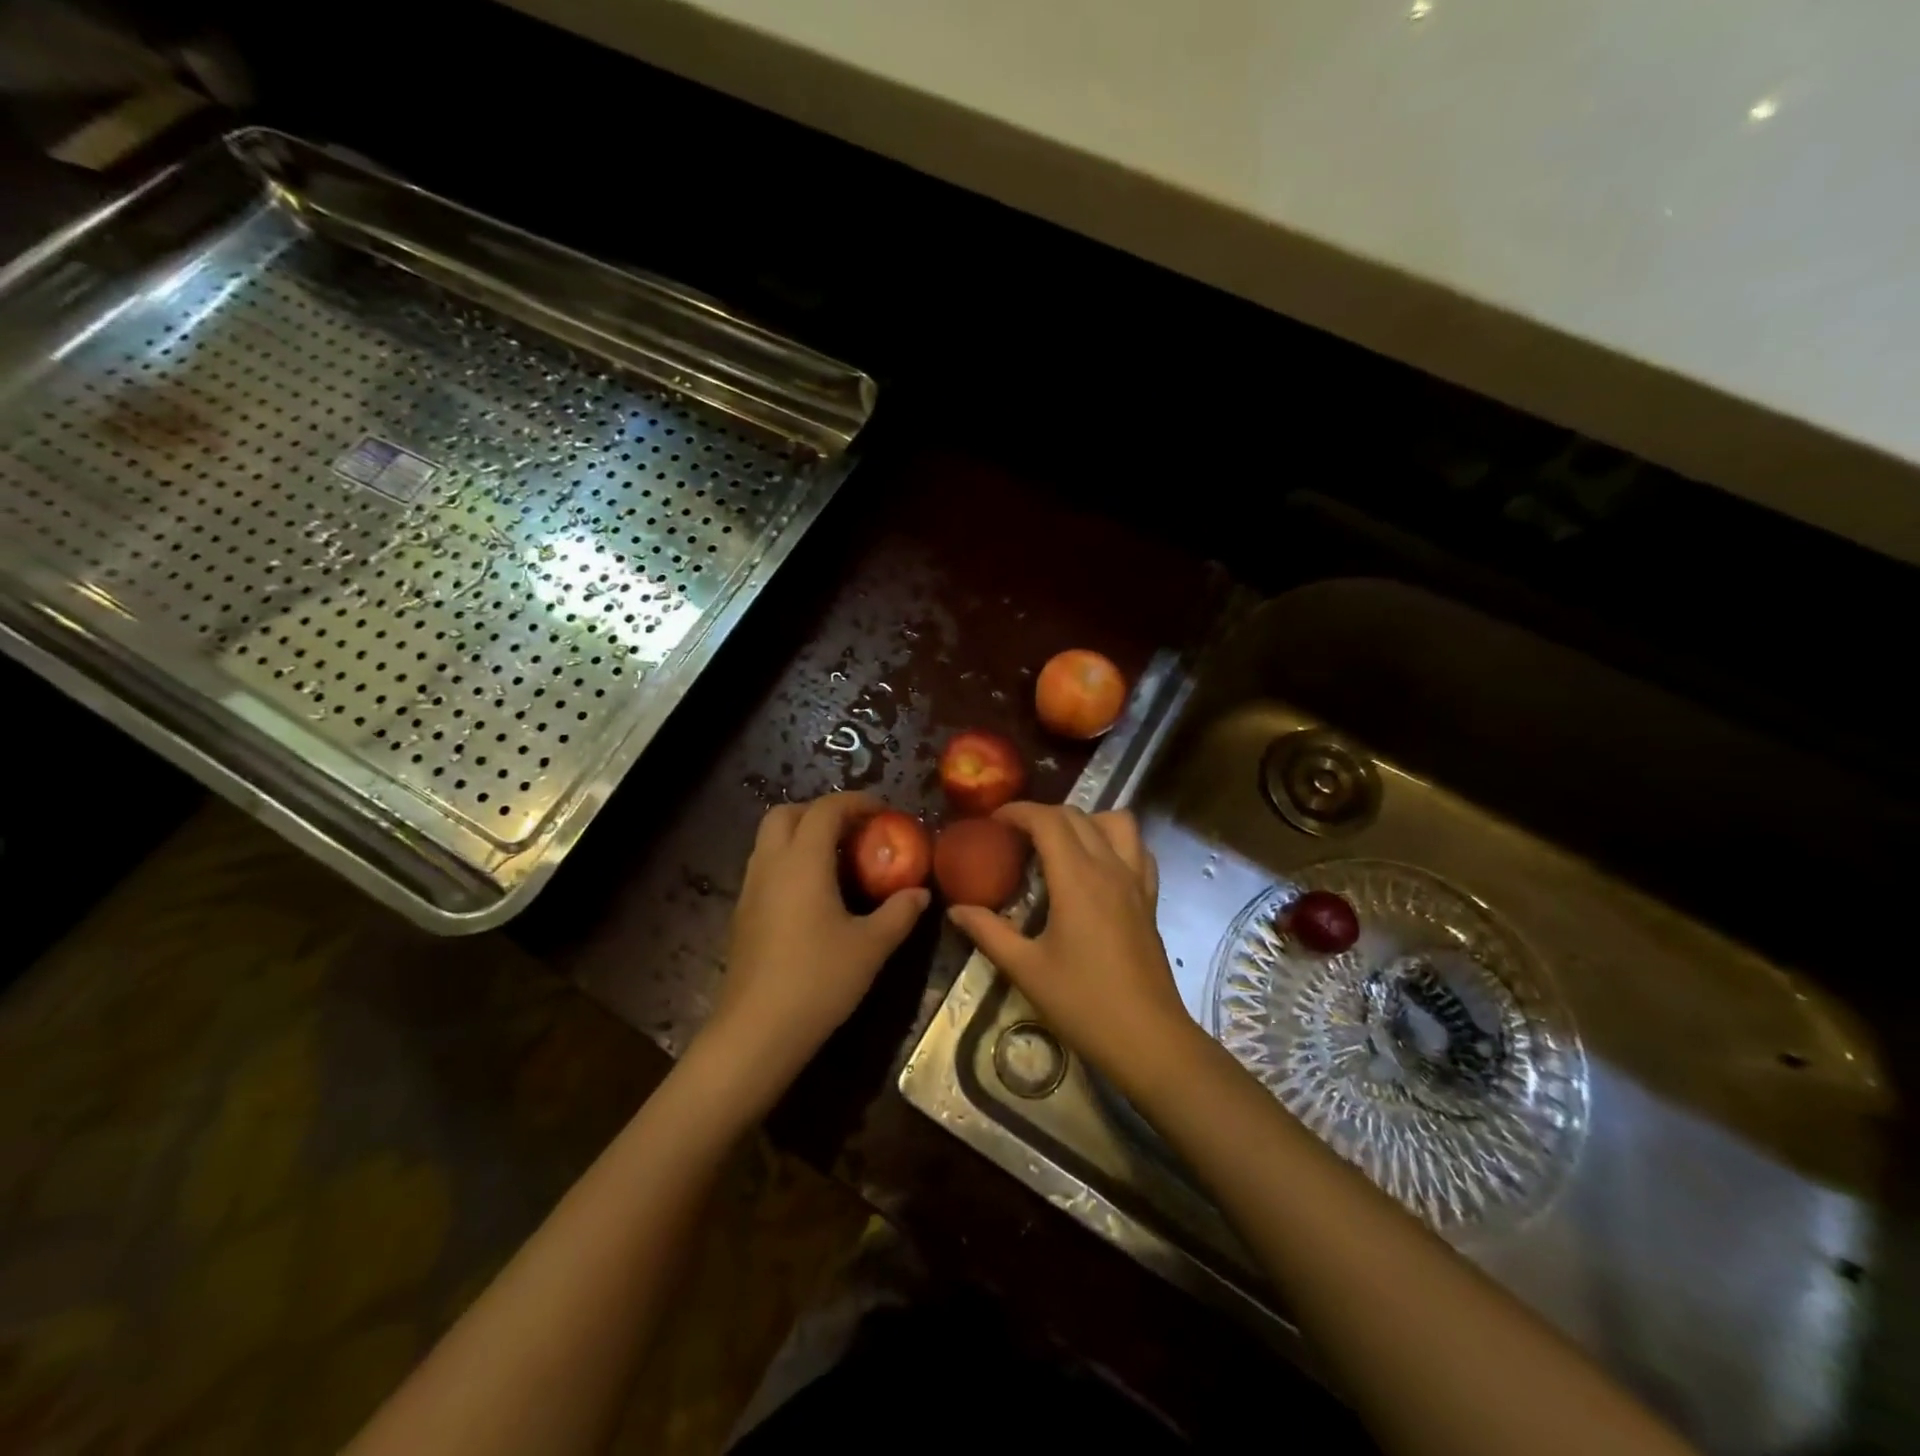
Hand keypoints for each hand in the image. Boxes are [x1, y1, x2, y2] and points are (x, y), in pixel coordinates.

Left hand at [701, 792, 928, 1107]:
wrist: (756, 1032)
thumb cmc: (818, 980)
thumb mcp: (871, 946)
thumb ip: (899, 913)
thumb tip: (920, 893)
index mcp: (802, 861)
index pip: (825, 809)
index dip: (855, 802)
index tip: (883, 812)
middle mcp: (770, 864)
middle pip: (786, 813)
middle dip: (820, 811)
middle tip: (854, 830)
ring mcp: (750, 889)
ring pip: (770, 840)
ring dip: (801, 835)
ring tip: (838, 860)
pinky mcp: (742, 914)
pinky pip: (765, 867)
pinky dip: (789, 862)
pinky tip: (814, 895)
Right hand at [947, 803, 1194, 1097]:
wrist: (1148, 1039)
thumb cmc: (1083, 1003)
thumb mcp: (1026, 969)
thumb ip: (988, 932)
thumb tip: (956, 910)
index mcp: (1077, 878)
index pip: (1048, 820)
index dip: (1018, 812)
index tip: (993, 822)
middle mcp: (1110, 868)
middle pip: (1077, 816)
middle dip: (1042, 815)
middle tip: (1014, 835)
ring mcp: (1136, 881)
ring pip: (1116, 823)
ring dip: (1085, 820)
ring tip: (1059, 843)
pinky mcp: (1150, 899)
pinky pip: (1137, 849)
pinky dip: (1115, 841)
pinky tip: (1097, 865)